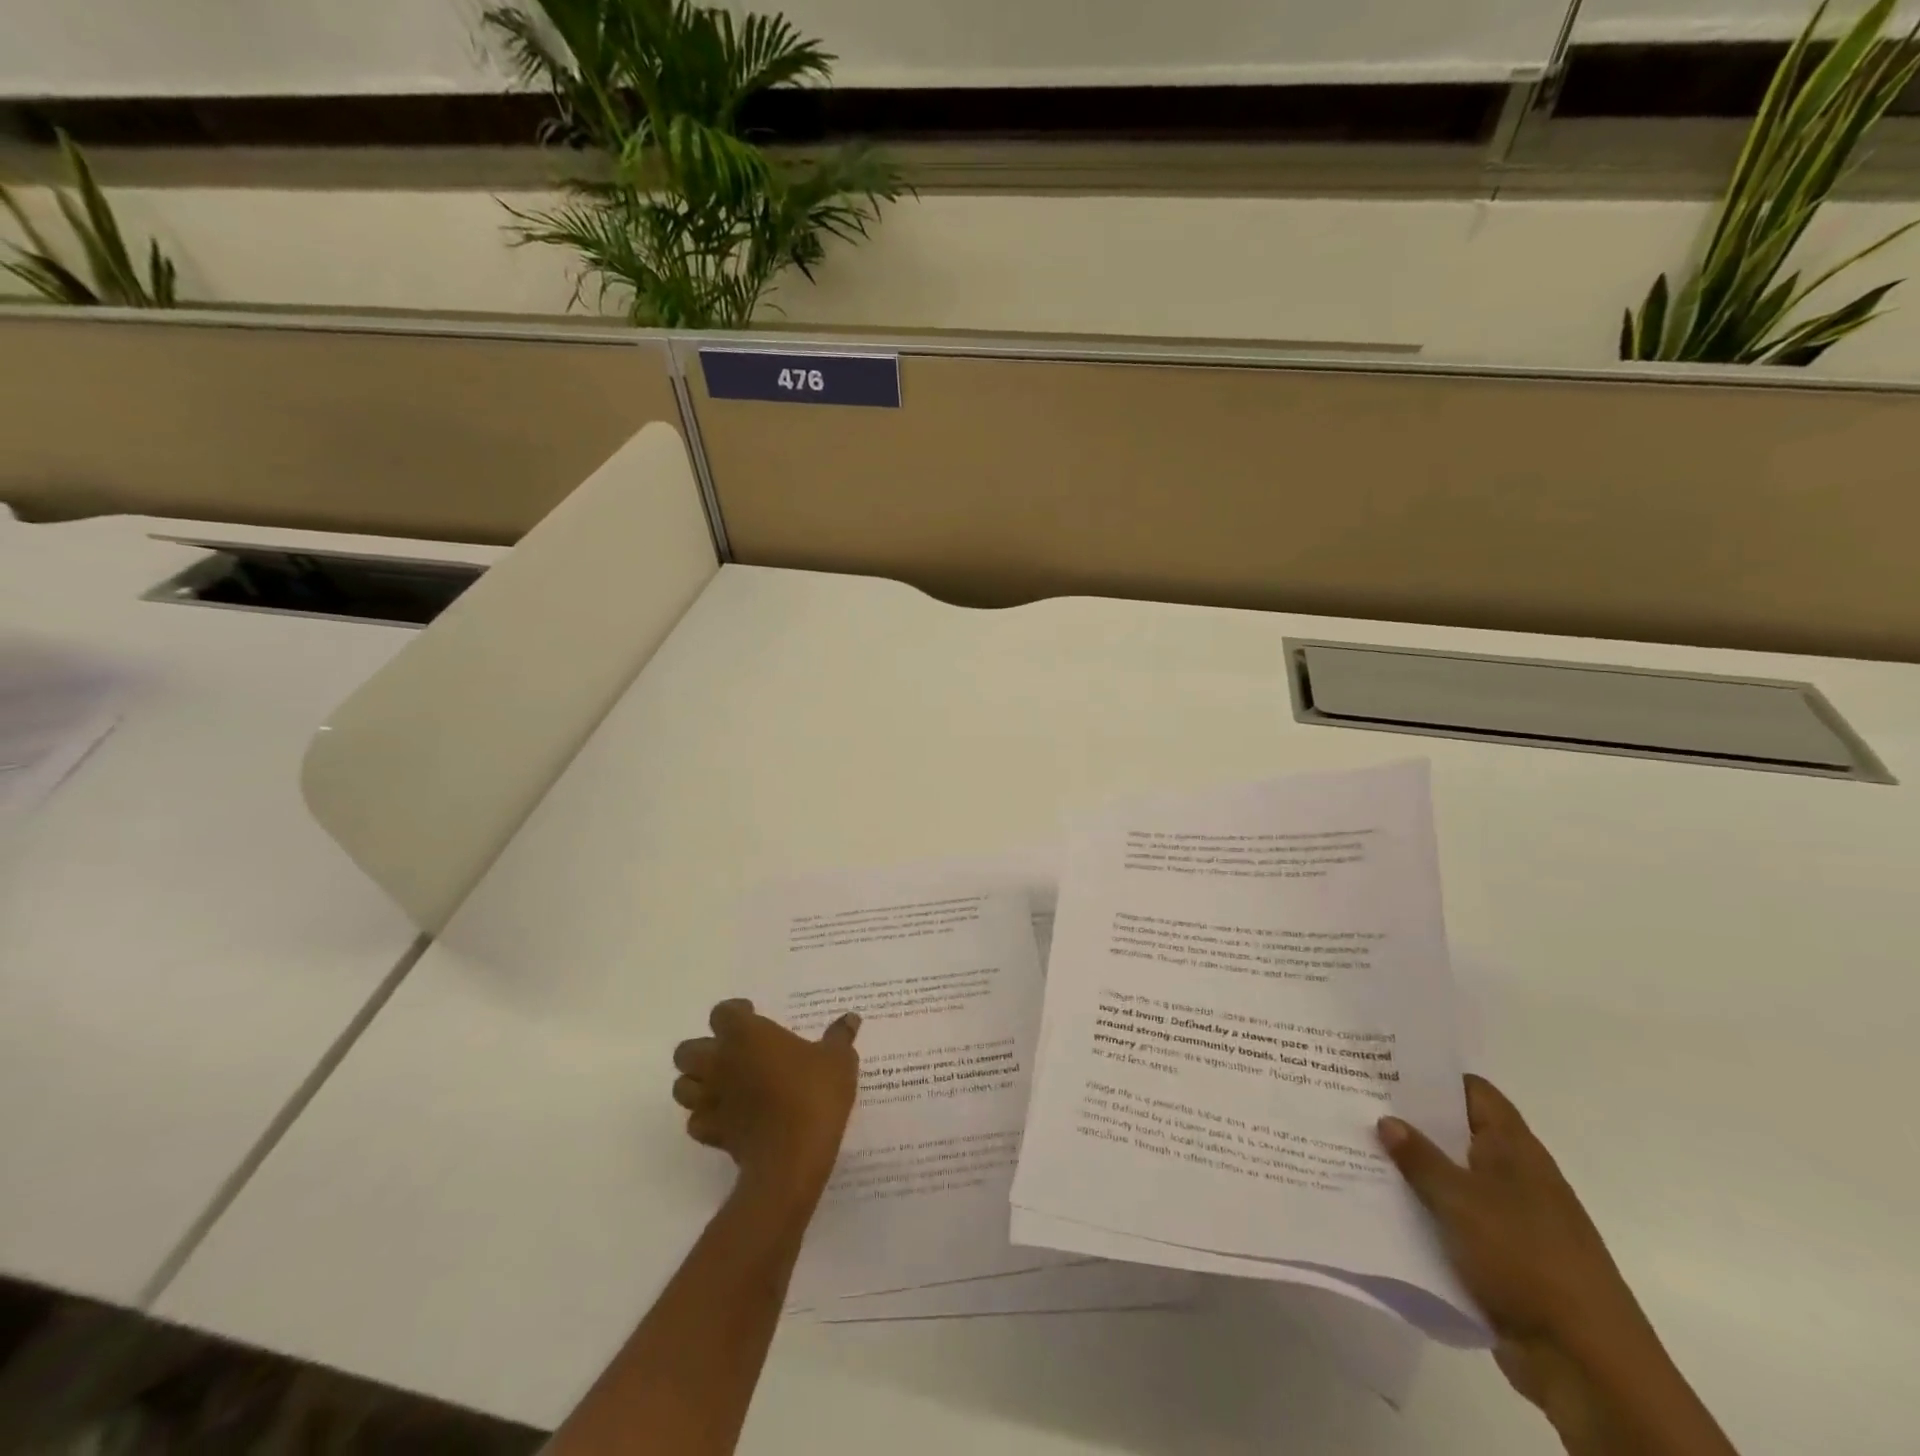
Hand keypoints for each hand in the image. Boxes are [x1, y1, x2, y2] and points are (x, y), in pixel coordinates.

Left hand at [673, 1000, 861, 1205]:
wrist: (792, 1157)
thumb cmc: (813, 1095)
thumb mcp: (838, 1060)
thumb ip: (840, 1037)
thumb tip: (851, 1019)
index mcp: (746, 1035)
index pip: (723, 1012)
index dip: (735, 1013)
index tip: (754, 1016)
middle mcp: (720, 1062)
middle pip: (688, 1050)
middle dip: (705, 1049)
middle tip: (734, 1053)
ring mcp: (711, 1100)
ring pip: (682, 1086)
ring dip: (697, 1083)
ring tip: (725, 1085)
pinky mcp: (710, 1134)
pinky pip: (696, 1121)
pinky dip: (706, 1117)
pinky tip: (729, 1118)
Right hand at [1378, 1077, 1665, 1446]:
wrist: (1586, 1363)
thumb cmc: (1526, 1260)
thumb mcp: (1462, 1201)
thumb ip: (1420, 1159)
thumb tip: (1387, 1119)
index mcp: (1515, 1150)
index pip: (1473, 1092)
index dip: (1432, 1075)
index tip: (1383, 1064)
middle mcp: (1515, 1176)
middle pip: (1457, 1133)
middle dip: (1411, 1120)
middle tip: (1355, 1101)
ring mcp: (1509, 1219)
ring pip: (1451, 1179)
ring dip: (1412, 1169)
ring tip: (1354, 1147)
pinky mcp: (1500, 1258)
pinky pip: (1452, 1220)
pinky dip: (1422, 1211)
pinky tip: (1381, 1203)